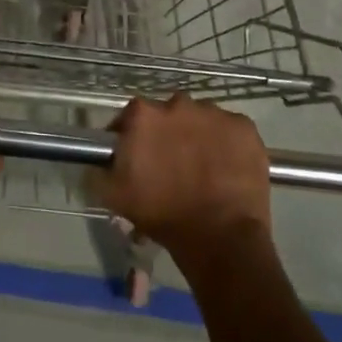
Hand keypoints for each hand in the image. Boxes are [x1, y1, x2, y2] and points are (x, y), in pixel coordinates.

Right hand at [93, 94, 272, 263]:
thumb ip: (97, 171)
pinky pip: (230, 130)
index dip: (132, 136)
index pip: (131, 116)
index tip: (137, 157)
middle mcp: (178, 103)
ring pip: (201, 119)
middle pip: (168, 114)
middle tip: (172, 165)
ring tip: (203, 168)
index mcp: (144, 115)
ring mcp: (215, 113)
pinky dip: (227, 144)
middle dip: (168, 134)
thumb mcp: (114, 196)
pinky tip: (226, 168)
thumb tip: (96, 161)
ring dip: (198, 136)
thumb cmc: (162, 214)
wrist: (220, 238)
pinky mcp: (245, 127)